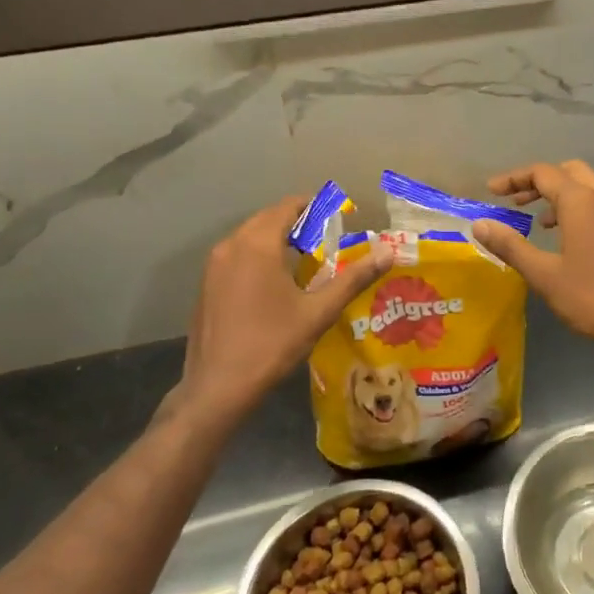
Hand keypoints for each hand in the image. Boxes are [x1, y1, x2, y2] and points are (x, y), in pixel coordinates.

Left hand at [167, 197, 390, 425]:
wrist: (217, 388)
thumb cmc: (271, 344)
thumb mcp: (318, 312)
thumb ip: (353, 279)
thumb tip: (387, 254)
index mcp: (257, 245)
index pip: (287, 207)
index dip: (314, 205)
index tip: (338, 215)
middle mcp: (231, 246)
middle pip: (267, 218)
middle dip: (297, 221)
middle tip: (327, 236)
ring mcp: (213, 265)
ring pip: (249, 236)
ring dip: (276, 237)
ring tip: (306, 256)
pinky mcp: (206, 284)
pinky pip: (236, 255)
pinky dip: (258, 254)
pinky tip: (276, 280)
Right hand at [472, 160, 593, 351]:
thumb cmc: (592, 297)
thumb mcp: (543, 274)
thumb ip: (511, 246)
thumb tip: (480, 224)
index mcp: (581, 202)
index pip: (543, 173)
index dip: (514, 178)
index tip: (491, 191)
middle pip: (568, 171)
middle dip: (539, 181)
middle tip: (515, 201)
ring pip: (587, 187)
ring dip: (560, 194)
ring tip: (538, 221)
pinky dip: (578, 208)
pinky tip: (568, 238)